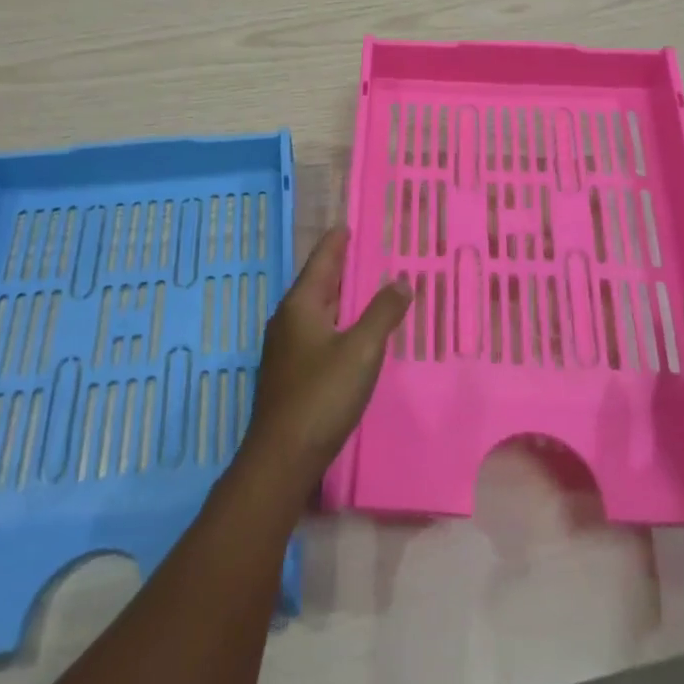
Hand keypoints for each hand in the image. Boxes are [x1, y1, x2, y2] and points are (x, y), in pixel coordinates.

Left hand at [246, 227, 409, 484]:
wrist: (282, 459)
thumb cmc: (321, 395)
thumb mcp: (361, 350)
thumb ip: (383, 313)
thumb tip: (401, 280)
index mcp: (301, 305)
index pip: (322, 261)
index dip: (336, 242)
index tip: (348, 224)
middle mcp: (288, 320)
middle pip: (317, 283)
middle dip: (341, 267)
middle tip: (366, 252)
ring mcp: (286, 349)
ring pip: (317, 310)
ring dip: (340, 297)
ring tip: (366, 288)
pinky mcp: (290, 374)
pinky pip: (317, 332)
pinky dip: (337, 322)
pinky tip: (353, 333)